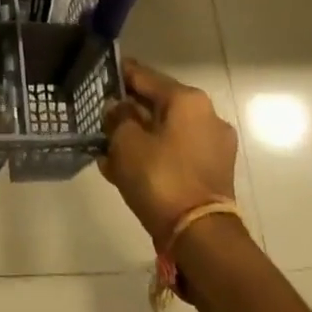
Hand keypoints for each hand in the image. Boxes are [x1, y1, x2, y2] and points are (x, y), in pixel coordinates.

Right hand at [99, 59, 239, 243]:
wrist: (200, 237)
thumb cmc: (160, 177)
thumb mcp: (125, 142)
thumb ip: (116, 117)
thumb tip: (116, 108)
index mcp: (188, 99)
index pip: (144, 76)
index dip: (118, 74)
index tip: (97, 75)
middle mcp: (206, 115)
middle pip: (157, 104)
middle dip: (128, 111)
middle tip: (101, 117)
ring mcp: (213, 146)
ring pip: (166, 131)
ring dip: (139, 136)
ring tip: (108, 149)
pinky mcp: (214, 172)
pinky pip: (176, 153)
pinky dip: (154, 155)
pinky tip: (126, 169)